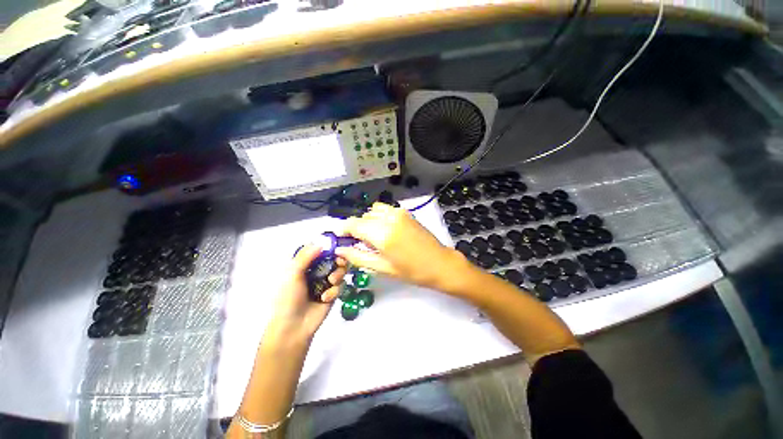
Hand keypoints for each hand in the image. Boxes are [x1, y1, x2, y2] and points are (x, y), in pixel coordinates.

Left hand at [266, 245, 346, 342]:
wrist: (293, 326)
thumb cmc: (288, 298)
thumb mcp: (293, 274)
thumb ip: (305, 256)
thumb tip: (320, 242)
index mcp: (305, 265)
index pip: (320, 251)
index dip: (329, 247)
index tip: (337, 246)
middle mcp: (317, 271)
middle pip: (334, 259)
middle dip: (338, 260)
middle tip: (340, 262)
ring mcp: (326, 282)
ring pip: (340, 271)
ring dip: (338, 274)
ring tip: (331, 281)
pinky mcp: (333, 293)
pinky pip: (340, 286)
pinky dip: (334, 290)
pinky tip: (325, 298)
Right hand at [334, 203, 463, 290]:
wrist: (439, 262)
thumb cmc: (412, 271)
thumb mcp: (382, 268)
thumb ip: (358, 257)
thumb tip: (340, 250)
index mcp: (382, 234)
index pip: (353, 224)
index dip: (343, 229)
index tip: (339, 237)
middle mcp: (389, 218)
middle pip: (362, 217)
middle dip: (357, 228)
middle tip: (361, 244)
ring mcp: (399, 213)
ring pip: (373, 212)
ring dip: (368, 222)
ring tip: (374, 238)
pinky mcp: (405, 212)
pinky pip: (384, 210)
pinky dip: (379, 218)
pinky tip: (386, 231)